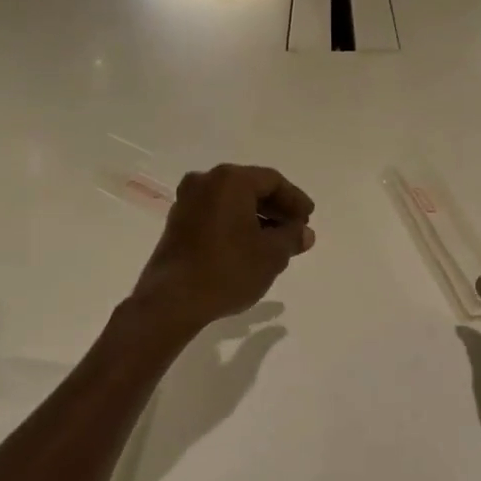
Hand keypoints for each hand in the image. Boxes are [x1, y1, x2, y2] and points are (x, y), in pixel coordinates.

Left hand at [130, 165, 315, 334]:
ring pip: (231, 201)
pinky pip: (215, 213)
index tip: (308, 219)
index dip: (295, 200)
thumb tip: (304, 233)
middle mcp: (205, 181)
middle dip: (276, 209)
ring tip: (275, 242)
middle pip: (250, 188)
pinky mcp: (177, 222)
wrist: (172, 300)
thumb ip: (292, 237)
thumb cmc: (228, 270)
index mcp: (230, 180)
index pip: (272, 180)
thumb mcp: (271, 255)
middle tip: (295, 229)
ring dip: (256, 217)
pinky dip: (235, 224)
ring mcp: (187, 201)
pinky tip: (249, 246)